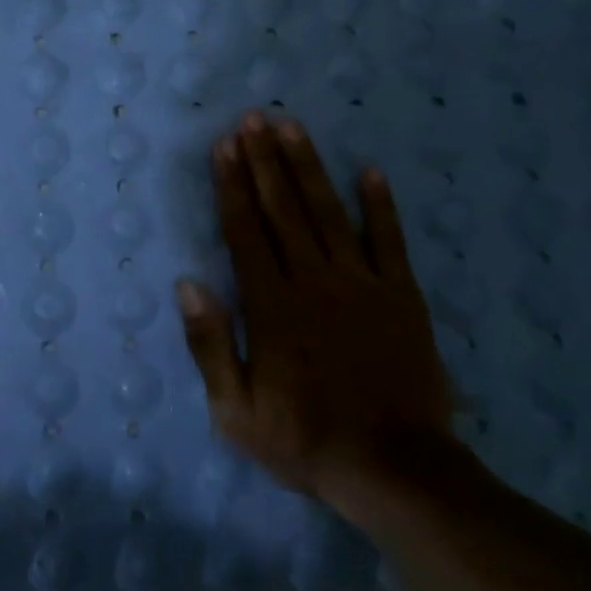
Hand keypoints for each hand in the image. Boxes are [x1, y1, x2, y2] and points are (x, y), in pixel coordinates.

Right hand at [175, 112, 456, 523]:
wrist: (396, 472)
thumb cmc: (305, 441)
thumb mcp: (235, 410)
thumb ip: (210, 344)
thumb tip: (188, 283)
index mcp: (271, 306)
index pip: (245, 231)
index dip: (233, 186)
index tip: (224, 147)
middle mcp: (314, 281)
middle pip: (284, 210)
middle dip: (265, 161)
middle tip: (253, 119)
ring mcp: (363, 285)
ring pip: (329, 213)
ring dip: (309, 168)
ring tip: (293, 128)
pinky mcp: (402, 298)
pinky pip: (390, 242)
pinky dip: (381, 205)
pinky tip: (370, 171)